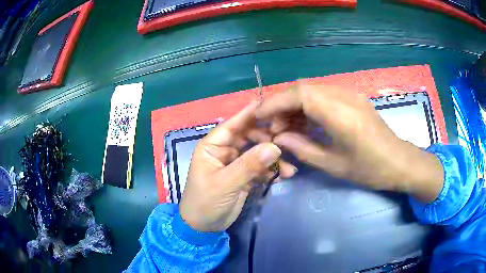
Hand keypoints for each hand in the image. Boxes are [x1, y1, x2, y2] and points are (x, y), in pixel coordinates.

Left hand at [179, 101, 296, 231]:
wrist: (203, 227)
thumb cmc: (205, 202)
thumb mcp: (225, 183)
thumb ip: (249, 165)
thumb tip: (275, 146)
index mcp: (213, 146)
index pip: (233, 124)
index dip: (251, 114)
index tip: (272, 106)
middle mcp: (225, 150)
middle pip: (249, 136)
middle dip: (268, 140)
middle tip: (287, 144)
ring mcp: (235, 163)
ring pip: (257, 152)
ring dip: (273, 158)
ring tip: (289, 168)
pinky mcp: (243, 176)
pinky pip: (260, 167)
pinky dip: (271, 170)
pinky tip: (284, 176)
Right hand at [256, 84, 443, 202]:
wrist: (399, 161)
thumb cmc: (370, 169)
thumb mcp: (334, 165)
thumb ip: (302, 148)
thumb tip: (277, 137)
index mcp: (341, 114)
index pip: (300, 94)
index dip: (275, 102)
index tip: (259, 116)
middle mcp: (345, 96)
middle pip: (304, 87)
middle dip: (282, 103)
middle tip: (272, 125)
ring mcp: (350, 94)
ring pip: (312, 89)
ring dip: (294, 104)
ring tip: (286, 126)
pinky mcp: (353, 98)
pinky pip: (324, 95)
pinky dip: (308, 105)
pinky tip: (305, 122)